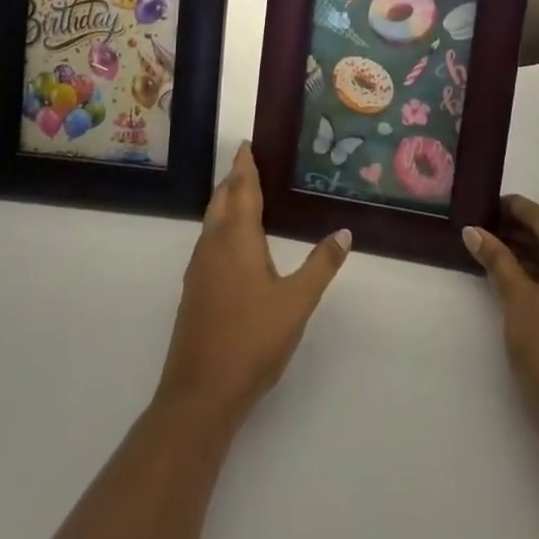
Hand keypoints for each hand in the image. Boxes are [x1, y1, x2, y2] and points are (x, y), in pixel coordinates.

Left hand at [154, 142, 351, 428]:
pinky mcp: (195, 291)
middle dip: (234, 179)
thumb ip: (321, 265)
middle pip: (221, 200)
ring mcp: (199, 269)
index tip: (247, 144)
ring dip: (226, 202)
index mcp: (237, 239)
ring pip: (212, 222)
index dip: (245, 166)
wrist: (200, 394)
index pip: (241, 190)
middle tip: (250, 162)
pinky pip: (209, 242)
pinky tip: (235, 243)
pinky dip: (222, 226)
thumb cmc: (252, 340)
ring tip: (245, 194)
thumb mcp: (297, 302)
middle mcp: (213, 246)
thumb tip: (344, 232)